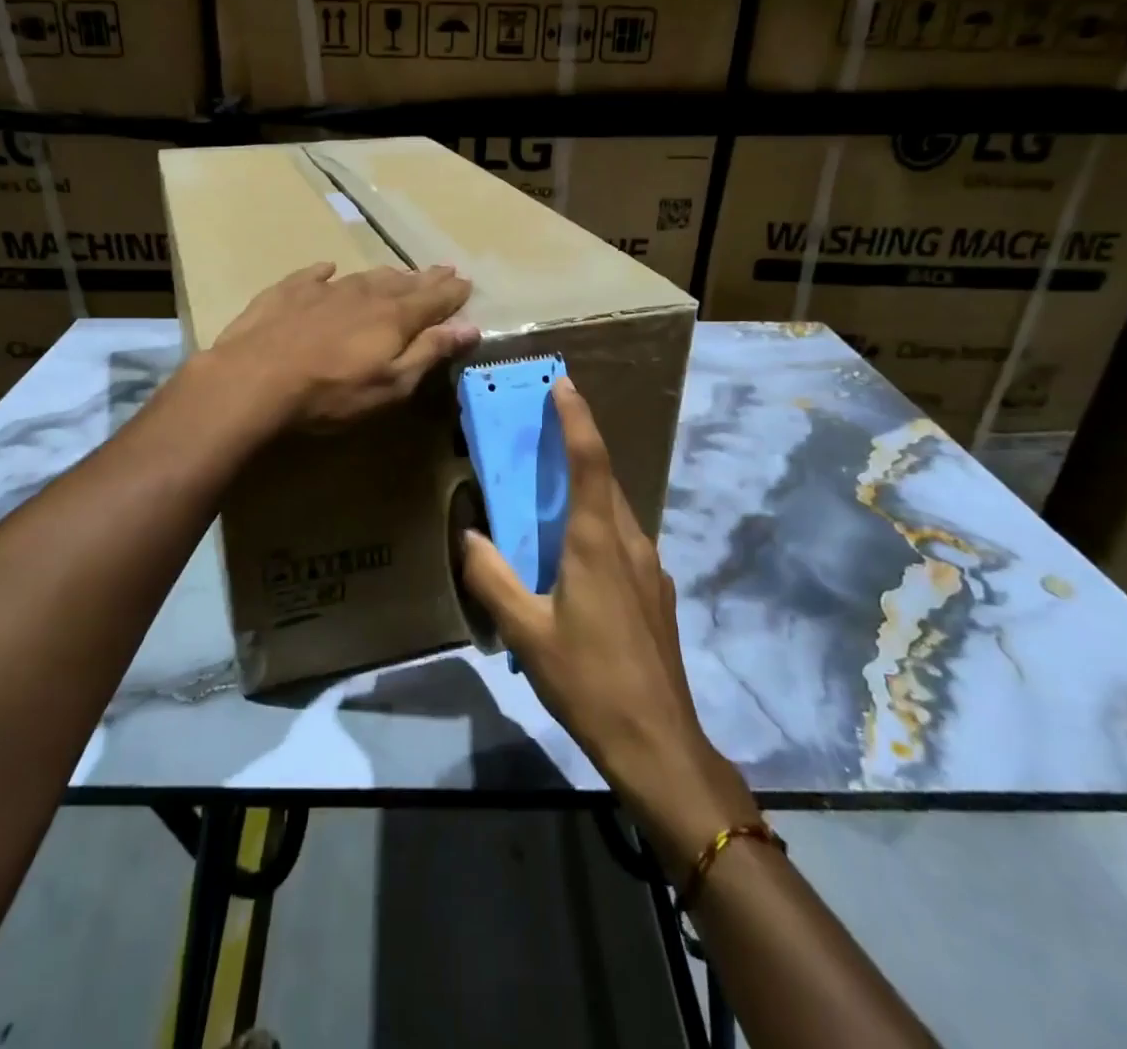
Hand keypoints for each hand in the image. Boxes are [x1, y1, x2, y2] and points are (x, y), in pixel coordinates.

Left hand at [210, 261, 478, 428]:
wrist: (253, 380)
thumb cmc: (330, 393)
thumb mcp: (390, 384)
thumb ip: (429, 353)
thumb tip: (469, 327)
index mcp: (393, 317)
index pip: (432, 299)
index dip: (452, 292)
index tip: (466, 282)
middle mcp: (362, 294)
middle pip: (402, 283)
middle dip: (425, 278)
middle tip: (443, 270)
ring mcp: (322, 290)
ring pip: (363, 276)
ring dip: (385, 275)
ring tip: (398, 273)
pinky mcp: (286, 293)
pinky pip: (313, 275)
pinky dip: (325, 272)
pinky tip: (328, 269)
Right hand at [459, 377, 759, 879]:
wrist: (658, 742)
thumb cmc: (587, 681)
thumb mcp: (525, 632)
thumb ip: (492, 577)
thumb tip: (468, 534)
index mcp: (597, 541)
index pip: (589, 461)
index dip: (576, 418)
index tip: (563, 384)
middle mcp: (630, 542)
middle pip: (605, 479)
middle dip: (579, 445)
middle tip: (545, 429)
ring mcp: (651, 568)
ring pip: (616, 510)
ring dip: (588, 487)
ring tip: (553, 490)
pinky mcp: (657, 593)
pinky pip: (623, 539)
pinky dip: (598, 524)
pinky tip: (576, 556)